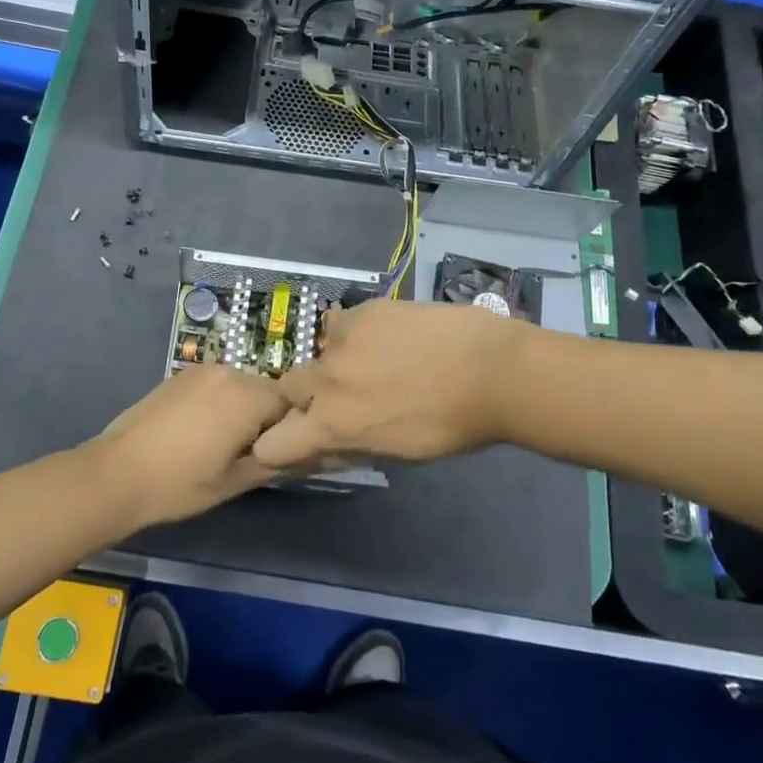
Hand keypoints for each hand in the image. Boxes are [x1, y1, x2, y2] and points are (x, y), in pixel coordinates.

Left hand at [93, 365, 289, 526]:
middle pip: (266, 390)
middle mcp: (228, 372)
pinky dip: (220, 402)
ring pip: (241, 386)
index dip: (290, 429)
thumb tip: (300, 456)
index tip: (278, 453)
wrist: (116, 473)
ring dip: (242, 409)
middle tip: (252, 452)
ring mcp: (202, 370)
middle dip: (266, 417)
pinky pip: (216, 385)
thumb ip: (272, 462)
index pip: (290, 403)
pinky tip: (203, 431)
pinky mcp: (181, 375)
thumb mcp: (233, 482)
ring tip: (225, 443)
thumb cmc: (179, 483)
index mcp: (246, 395)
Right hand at [255, 300, 524, 472]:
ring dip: (335, 362)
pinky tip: (391, 337)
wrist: (491, 369)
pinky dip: (358, 334)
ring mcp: (343, 339)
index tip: (298, 438)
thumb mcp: (397, 453)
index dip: (278, 443)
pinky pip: (344, 324)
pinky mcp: (363, 310)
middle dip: (304, 396)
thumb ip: (351, 445)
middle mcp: (326, 380)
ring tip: (374, 361)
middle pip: (287, 388)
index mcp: (333, 426)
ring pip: (319, 351)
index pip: (271, 444)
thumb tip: (325, 444)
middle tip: (342, 397)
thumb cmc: (451, 426)